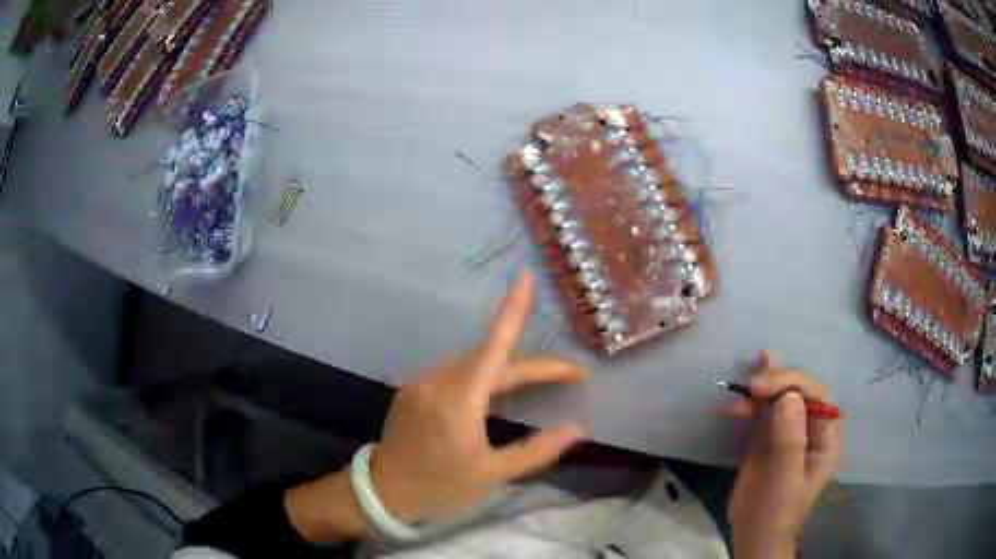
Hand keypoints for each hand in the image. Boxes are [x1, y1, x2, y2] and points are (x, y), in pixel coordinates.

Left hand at [372, 272, 586, 523]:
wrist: (384, 494)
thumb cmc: (441, 487)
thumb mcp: (493, 474)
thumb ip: (538, 450)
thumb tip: (578, 428)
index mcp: (459, 399)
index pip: (495, 347)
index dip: (513, 310)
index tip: (526, 278)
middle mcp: (438, 380)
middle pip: (492, 360)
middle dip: (531, 366)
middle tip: (568, 376)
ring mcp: (421, 383)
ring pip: (473, 365)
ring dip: (506, 371)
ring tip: (538, 383)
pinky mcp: (413, 390)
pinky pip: (455, 374)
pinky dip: (481, 377)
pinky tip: (494, 393)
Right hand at [726, 352, 841, 558]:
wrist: (753, 535)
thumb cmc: (776, 511)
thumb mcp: (785, 479)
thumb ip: (789, 440)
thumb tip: (788, 397)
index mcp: (825, 437)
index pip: (817, 396)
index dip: (793, 384)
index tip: (762, 387)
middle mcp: (811, 428)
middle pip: (799, 391)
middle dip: (776, 383)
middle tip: (750, 385)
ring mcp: (789, 432)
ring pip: (780, 397)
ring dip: (763, 389)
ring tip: (742, 387)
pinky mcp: (769, 438)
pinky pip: (764, 412)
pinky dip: (752, 402)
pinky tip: (741, 396)